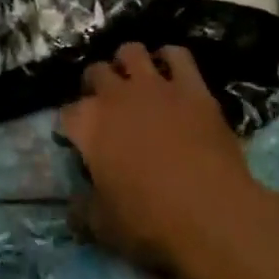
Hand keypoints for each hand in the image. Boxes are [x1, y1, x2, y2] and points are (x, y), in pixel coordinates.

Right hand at [60, 43, 274, 278]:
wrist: (211, 212)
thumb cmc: (150, 222)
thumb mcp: (104, 227)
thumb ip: (83, 210)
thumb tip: (72, 207)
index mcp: (89, 125)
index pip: (68, 113)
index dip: (72, 126)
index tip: (78, 140)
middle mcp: (116, 95)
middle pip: (96, 72)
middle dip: (96, 84)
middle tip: (106, 106)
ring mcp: (155, 85)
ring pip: (131, 51)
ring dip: (129, 63)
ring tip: (135, 80)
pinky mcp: (191, 86)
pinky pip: (177, 55)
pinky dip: (171, 59)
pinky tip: (172, 72)